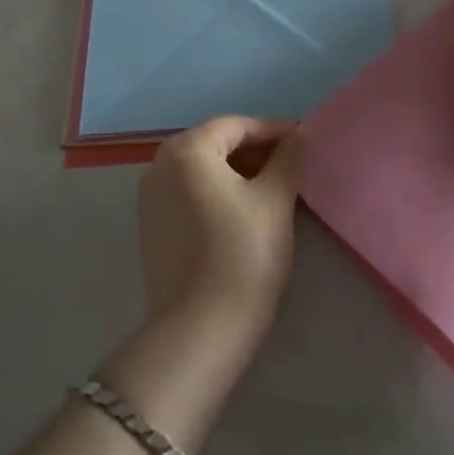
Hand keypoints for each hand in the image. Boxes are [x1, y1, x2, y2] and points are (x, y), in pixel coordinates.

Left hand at [137, 117, 301, 338]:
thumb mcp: (275, 200)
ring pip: (202, 171)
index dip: (272, 130)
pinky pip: (190, 195)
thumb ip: (287, 159)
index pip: (235, 125)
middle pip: (215, 145)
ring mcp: (150, 198)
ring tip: (275, 188)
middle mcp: (159, 166)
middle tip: (292, 165)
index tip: (303, 141)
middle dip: (255, 151)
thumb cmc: (243, 253)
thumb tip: (297, 136)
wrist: (200, 329)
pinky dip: (218, 193)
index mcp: (186, 150)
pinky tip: (246, 212)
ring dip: (238, 173)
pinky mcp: (152, 228)